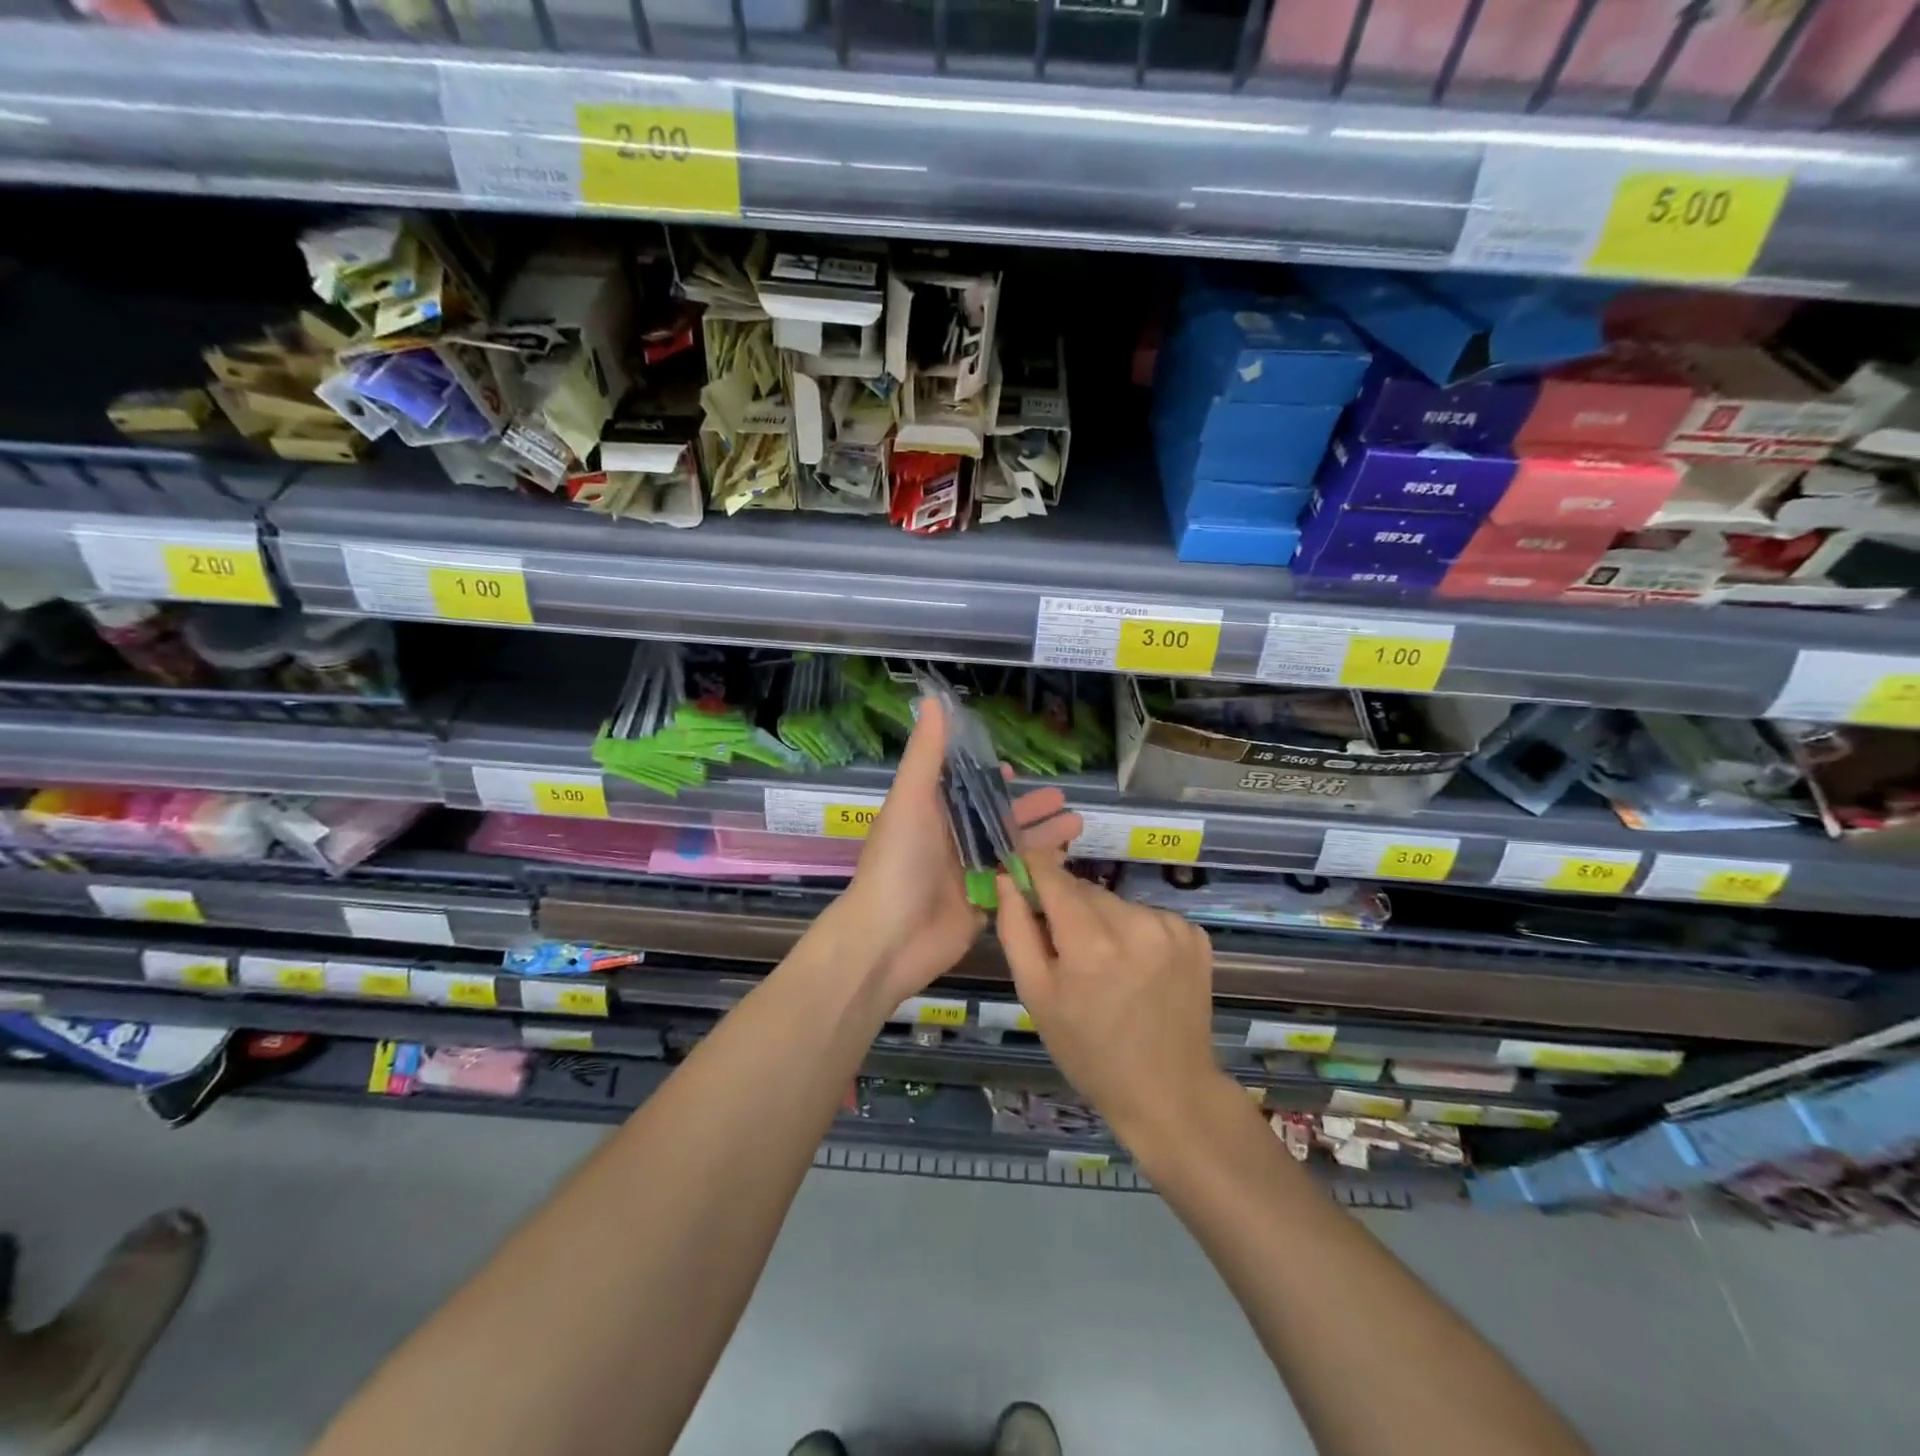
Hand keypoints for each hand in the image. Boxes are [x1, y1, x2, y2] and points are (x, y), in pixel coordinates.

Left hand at [834, 696, 1082, 1006]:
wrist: (889, 939)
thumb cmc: (898, 862)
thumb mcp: (910, 800)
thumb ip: (927, 754)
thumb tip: (933, 700)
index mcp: (929, 814)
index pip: (963, 789)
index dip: (988, 779)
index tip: (1016, 770)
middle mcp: (949, 841)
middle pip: (995, 819)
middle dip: (1029, 809)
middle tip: (1064, 798)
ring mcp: (966, 875)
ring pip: (1009, 849)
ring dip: (1041, 837)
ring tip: (1078, 824)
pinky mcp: (982, 905)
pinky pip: (1014, 882)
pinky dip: (1037, 872)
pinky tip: (1065, 862)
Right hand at [995, 852, 1225, 1148]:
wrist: (1168, 1092)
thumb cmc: (1088, 1050)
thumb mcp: (1036, 995)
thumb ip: (1016, 928)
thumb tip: (1007, 876)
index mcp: (1090, 942)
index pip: (1052, 874)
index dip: (1033, 870)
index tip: (1022, 879)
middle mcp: (1135, 923)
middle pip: (1084, 889)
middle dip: (1069, 908)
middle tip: (1068, 952)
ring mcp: (1171, 927)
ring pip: (1115, 902)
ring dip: (1103, 921)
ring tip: (1107, 967)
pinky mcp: (1195, 934)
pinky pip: (1147, 915)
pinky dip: (1135, 932)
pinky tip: (1138, 969)